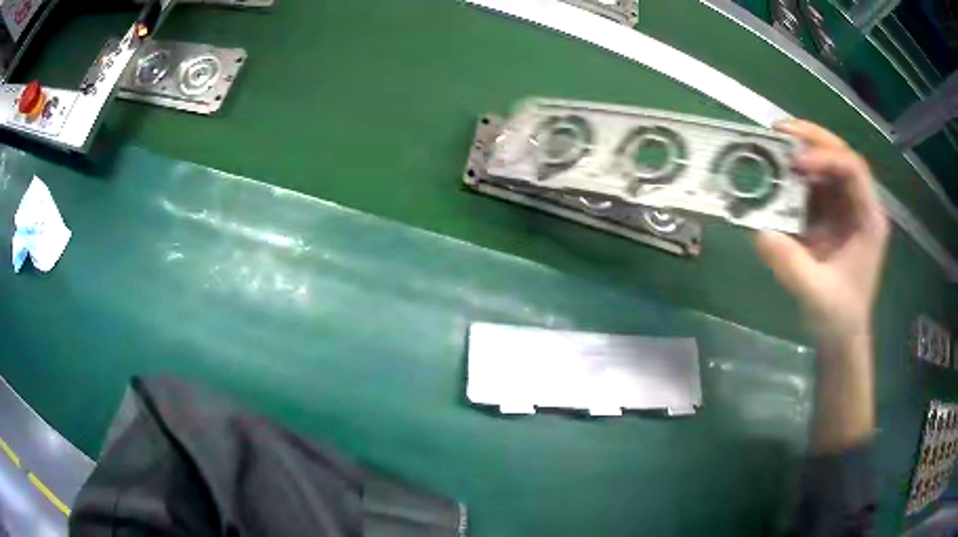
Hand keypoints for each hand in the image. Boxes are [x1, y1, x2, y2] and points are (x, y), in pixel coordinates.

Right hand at [756, 119, 889, 347]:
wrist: (840, 338)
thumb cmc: (838, 318)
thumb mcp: (816, 295)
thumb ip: (791, 264)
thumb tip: (759, 231)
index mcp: (869, 219)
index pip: (853, 169)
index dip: (825, 157)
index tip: (795, 163)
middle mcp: (858, 205)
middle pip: (839, 155)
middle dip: (810, 139)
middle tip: (776, 131)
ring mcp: (843, 209)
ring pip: (824, 165)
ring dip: (798, 153)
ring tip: (770, 148)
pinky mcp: (828, 217)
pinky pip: (811, 186)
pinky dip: (792, 178)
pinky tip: (774, 177)